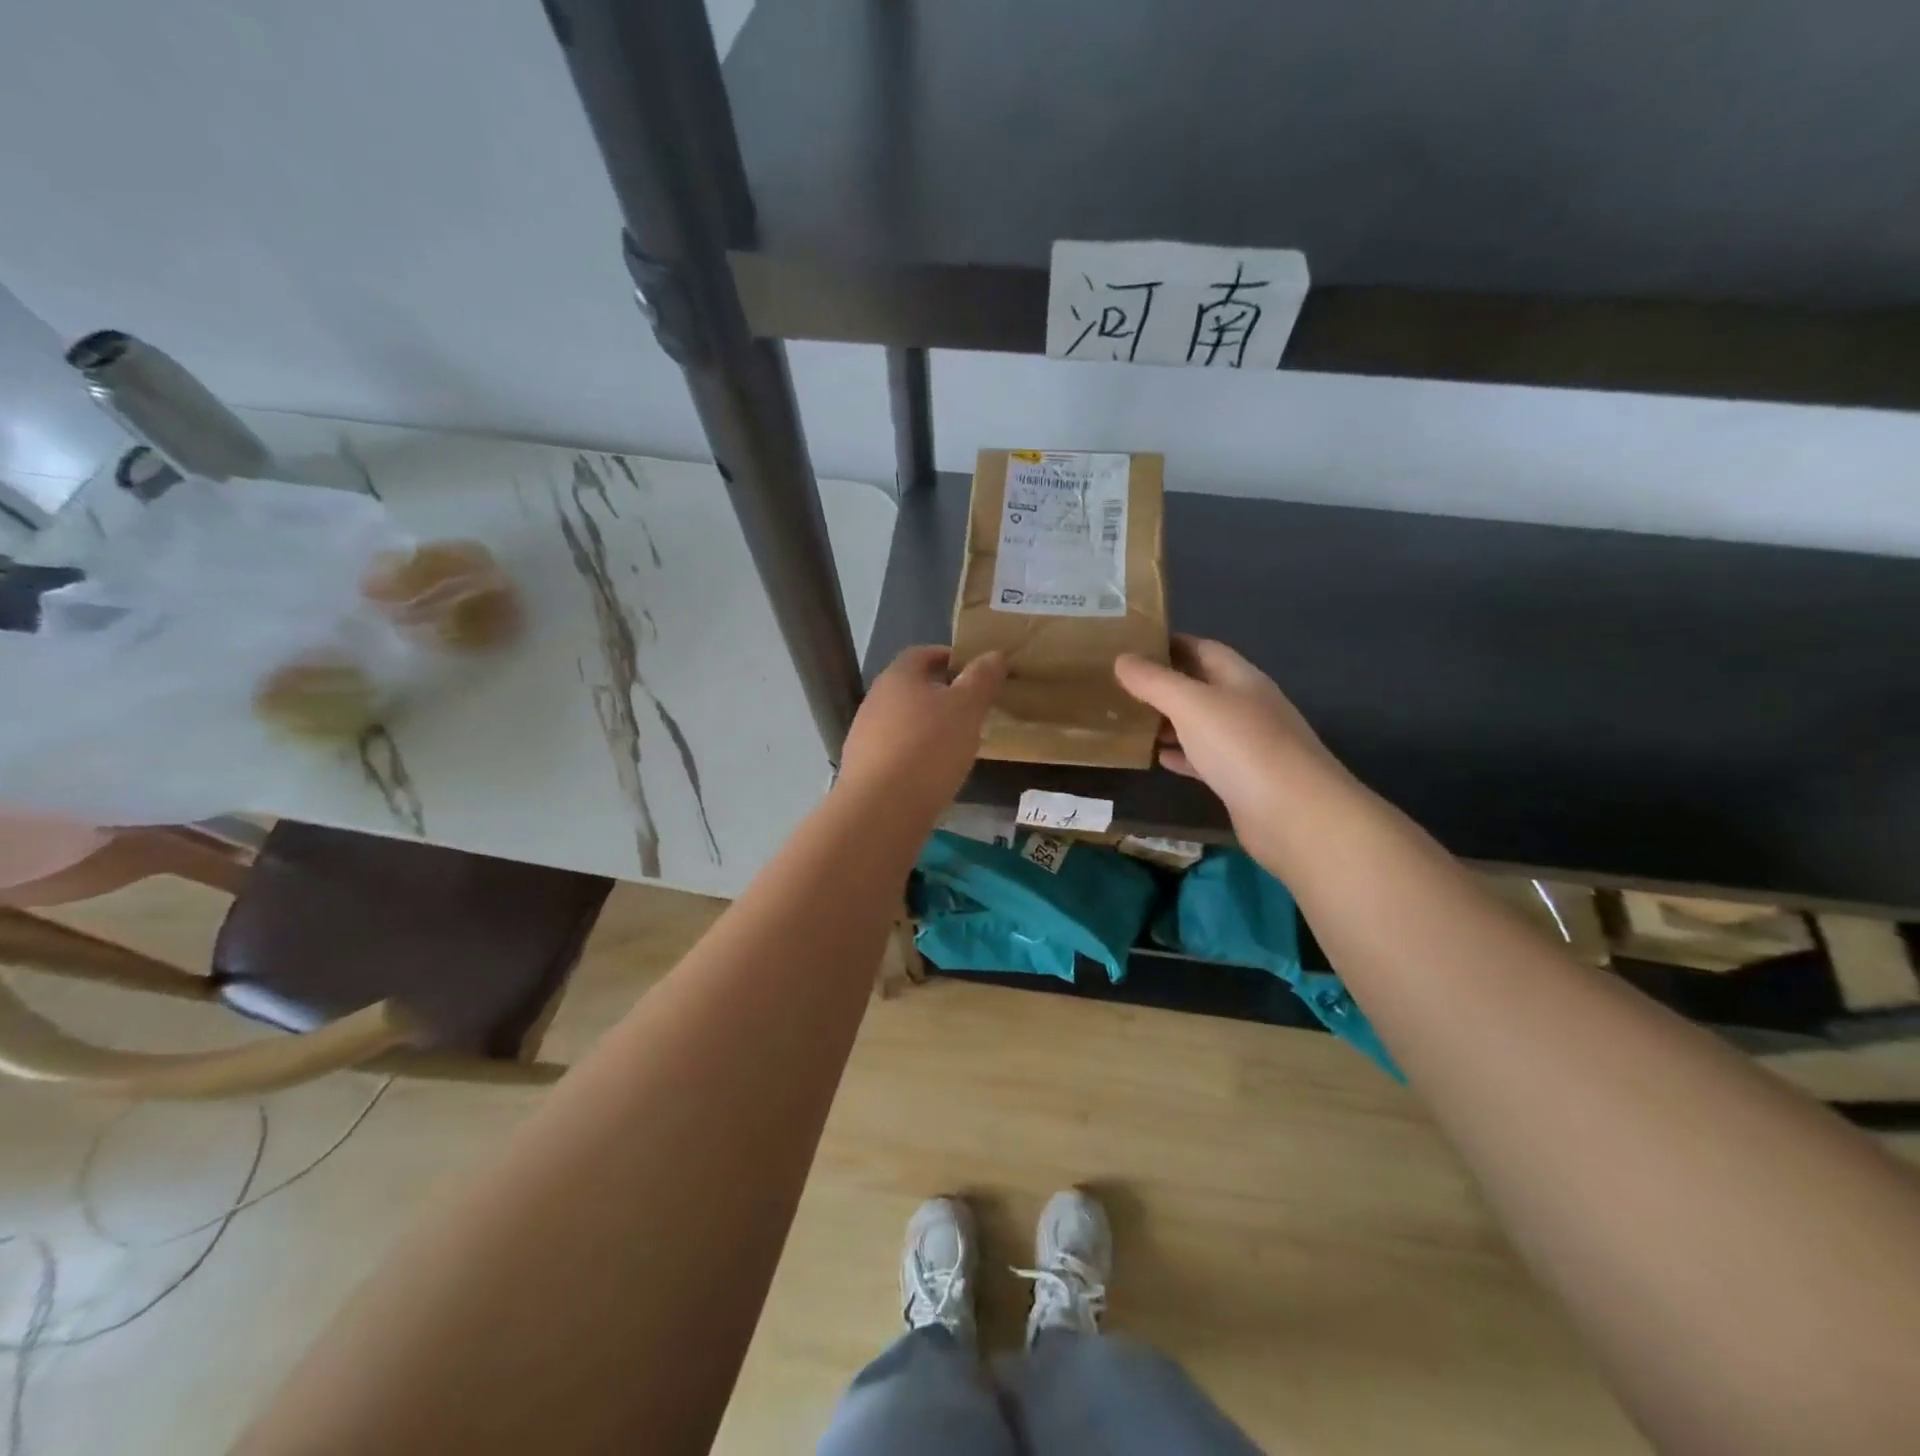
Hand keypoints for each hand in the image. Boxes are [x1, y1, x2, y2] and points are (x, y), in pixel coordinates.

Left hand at [839, 646, 1005, 818]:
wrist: (881, 808)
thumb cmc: (929, 747)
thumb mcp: (967, 708)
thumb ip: (982, 679)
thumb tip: (994, 655)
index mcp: (898, 677)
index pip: (921, 654)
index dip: (946, 656)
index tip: (971, 669)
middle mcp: (874, 700)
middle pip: (910, 689)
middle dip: (939, 695)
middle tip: (970, 709)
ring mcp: (864, 736)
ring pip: (902, 722)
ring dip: (927, 727)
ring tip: (956, 745)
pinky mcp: (863, 768)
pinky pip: (895, 752)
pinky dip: (915, 755)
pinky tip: (933, 774)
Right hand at [1114, 636, 1349, 867]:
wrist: (1294, 814)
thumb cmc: (1242, 746)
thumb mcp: (1191, 704)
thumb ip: (1155, 681)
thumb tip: (1122, 659)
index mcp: (1240, 679)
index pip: (1203, 649)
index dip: (1169, 644)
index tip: (1131, 647)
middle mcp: (1246, 706)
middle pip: (1201, 686)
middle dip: (1164, 684)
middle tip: (1120, 686)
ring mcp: (1246, 745)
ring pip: (1201, 724)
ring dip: (1169, 722)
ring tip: (1130, 721)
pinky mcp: (1241, 781)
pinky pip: (1204, 759)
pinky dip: (1181, 755)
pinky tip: (1158, 759)